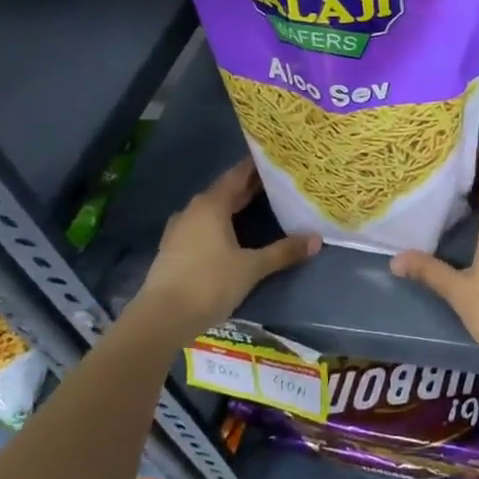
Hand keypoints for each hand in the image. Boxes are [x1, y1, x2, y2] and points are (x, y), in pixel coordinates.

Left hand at [135, 159, 318, 330]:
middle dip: (249, 187)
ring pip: (212, 209)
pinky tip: (231, 233)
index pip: (238, 175)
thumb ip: (284, 251)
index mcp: (211, 205)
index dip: (257, 166)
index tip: (277, 159)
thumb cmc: (209, 283)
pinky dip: (220, 223)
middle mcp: (193, 210)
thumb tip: (317, 239)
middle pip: (225, 191)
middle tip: (277, 181)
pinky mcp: (174, 249)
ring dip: (233, 205)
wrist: (161, 319)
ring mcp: (180, 230)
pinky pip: (202, 226)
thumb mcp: (252, 267)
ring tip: (258, 205)